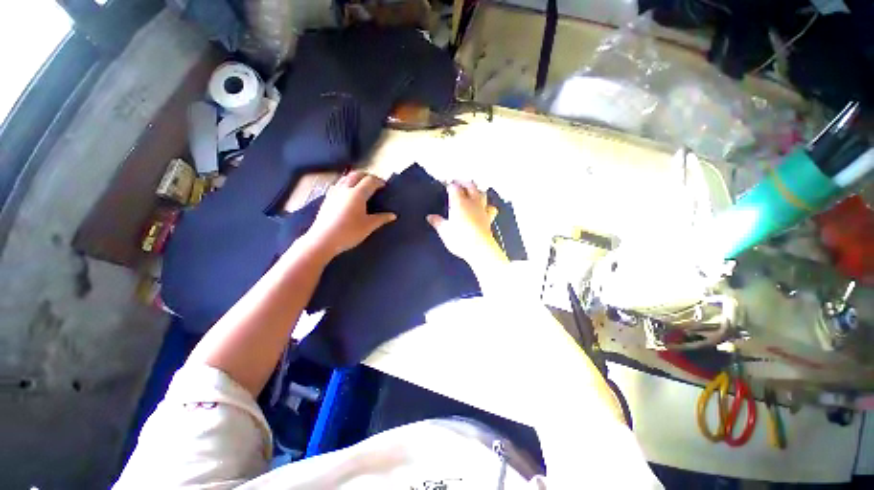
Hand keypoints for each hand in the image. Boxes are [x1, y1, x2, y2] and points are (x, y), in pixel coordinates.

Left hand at [303, 171, 395, 258]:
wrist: (323, 240)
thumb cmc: (349, 232)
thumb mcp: (369, 226)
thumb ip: (381, 218)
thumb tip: (393, 215)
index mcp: (357, 194)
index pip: (370, 181)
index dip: (379, 181)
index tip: (385, 186)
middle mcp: (345, 189)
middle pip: (357, 175)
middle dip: (367, 176)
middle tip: (375, 183)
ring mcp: (334, 192)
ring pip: (346, 178)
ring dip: (356, 178)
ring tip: (362, 186)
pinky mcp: (327, 198)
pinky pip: (338, 184)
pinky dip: (347, 183)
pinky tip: (348, 194)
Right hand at [427, 181, 506, 266]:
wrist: (480, 248)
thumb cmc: (460, 238)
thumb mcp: (444, 231)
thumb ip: (437, 222)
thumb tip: (430, 217)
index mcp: (459, 202)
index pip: (454, 187)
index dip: (449, 185)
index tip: (445, 185)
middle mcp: (472, 202)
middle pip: (470, 185)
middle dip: (463, 182)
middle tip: (458, 183)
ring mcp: (482, 209)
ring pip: (482, 193)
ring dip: (476, 190)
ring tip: (471, 191)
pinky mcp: (489, 218)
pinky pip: (490, 207)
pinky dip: (487, 205)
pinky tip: (484, 207)